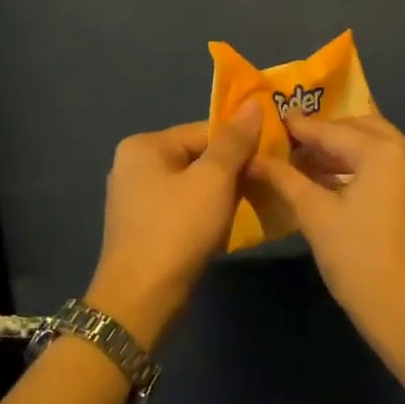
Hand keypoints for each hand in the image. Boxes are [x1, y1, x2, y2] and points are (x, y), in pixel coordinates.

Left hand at [87, 103, 262, 347]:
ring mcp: (135, 199)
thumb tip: (254, 104)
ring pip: (192, 186)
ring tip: (253, 205)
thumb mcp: (213, 180)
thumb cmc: (177, 229)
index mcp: (144, 146)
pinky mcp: (143, 228)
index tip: (271, 157)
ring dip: (222, 195)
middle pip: (197, 157)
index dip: (239, 143)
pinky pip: (183, 209)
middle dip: (232, 171)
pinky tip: (228, 228)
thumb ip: (234, 141)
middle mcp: (133, 166)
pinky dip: (206, 214)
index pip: (203, 131)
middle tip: (267, 183)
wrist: (141, 299)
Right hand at [248, 113, 404, 347]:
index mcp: (385, 152)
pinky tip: (332, 181)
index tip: (270, 119)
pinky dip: (362, 167)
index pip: (333, 131)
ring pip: (378, 148)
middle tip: (290, 141)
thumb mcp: (316, 216)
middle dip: (325, 133)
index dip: (299, 127)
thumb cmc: (359, 261)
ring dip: (344, 150)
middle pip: (361, 129)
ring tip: (304, 160)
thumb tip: (254, 158)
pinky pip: (389, 168)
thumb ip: (285, 179)